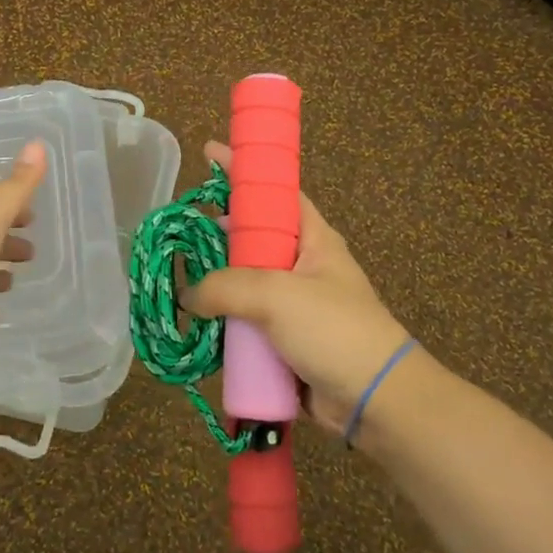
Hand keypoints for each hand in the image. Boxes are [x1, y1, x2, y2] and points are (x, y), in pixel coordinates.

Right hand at [183, 140, 412, 432]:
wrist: (374, 400)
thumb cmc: (335, 330)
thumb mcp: (278, 295)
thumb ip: (225, 287)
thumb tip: (189, 297)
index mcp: (313, 239)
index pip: (275, 191)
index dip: (244, 170)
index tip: (209, 152)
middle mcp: (301, 265)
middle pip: (252, 236)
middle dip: (217, 231)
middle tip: (181, 228)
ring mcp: (291, 304)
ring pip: (243, 282)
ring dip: (214, 283)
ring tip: (178, 277)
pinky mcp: (282, 340)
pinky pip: (245, 322)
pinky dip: (222, 322)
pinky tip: (195, 323)